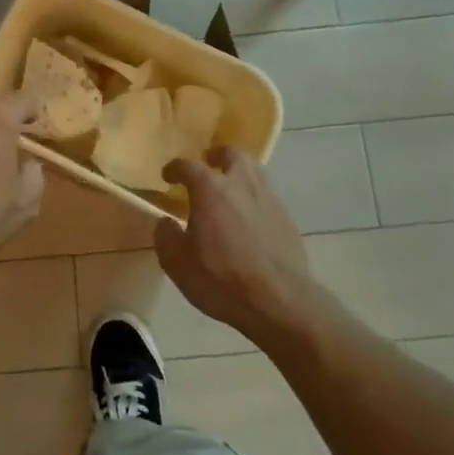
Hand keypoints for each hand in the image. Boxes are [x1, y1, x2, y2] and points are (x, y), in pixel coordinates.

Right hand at [157, 147, 323, 345]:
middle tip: (208, 164)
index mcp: (211, 189)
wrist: (280, 301)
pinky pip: (266, 195)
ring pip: (254, 170)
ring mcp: (268, 199)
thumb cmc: (222, 279)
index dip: (175, 168)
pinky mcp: (287, 218)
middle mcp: (242, 184)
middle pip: (232, 153)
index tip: (168, 176)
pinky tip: (248, 217)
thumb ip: (166, 237)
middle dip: (217, 155)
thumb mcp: (178, 263)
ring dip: (239, 171)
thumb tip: (167, 222)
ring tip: (229, 187)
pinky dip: (253, 197)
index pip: (188, 165)